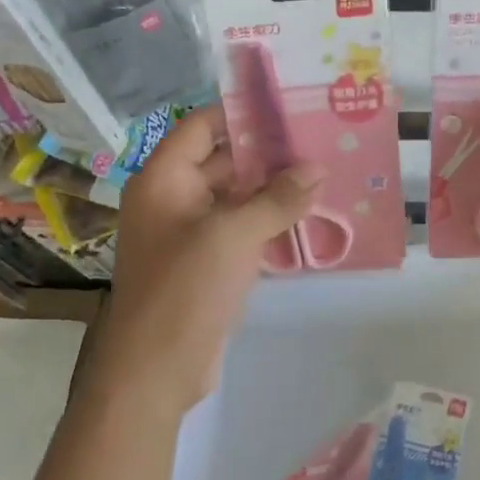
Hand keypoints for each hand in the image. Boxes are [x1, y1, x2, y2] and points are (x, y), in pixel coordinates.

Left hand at [94, 106, 322, 414]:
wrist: (155, 372)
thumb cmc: (184, 290)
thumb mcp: (233, 235)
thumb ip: (277, 198)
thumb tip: (317, 169)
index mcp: (165, 180)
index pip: (202, 126)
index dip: (242, 114)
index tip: (290, 107)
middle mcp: (175, 199)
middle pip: (224, 160)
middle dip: (270, 153)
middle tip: (320, 141)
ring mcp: (192, 233)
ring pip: (238, 197)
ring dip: (275, 188)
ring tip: (325, 173)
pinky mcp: (209, 263)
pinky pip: (243, 228)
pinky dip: (272, 220)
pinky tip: (310, 215)